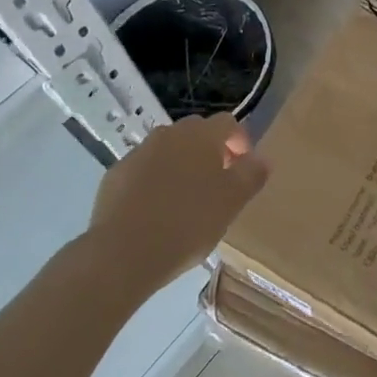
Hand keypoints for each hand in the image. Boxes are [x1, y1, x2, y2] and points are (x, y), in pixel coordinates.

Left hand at [83, 113, 268, 293]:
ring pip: (168, 151)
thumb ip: (251, 174)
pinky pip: (143, 170)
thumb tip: (261, 159)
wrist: (123, 253)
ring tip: (186, 199)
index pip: (228, 123)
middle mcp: (169, 134)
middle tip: (218, 183)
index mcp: (201, 135)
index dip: (240, 142)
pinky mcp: (115, 175)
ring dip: (181, 165)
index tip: (244, 168)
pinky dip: (154, 181)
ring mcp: (138, 153)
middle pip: (197, 133)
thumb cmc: (188, 222)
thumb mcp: (232, 202)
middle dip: (210, 152)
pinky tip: (156, 211)